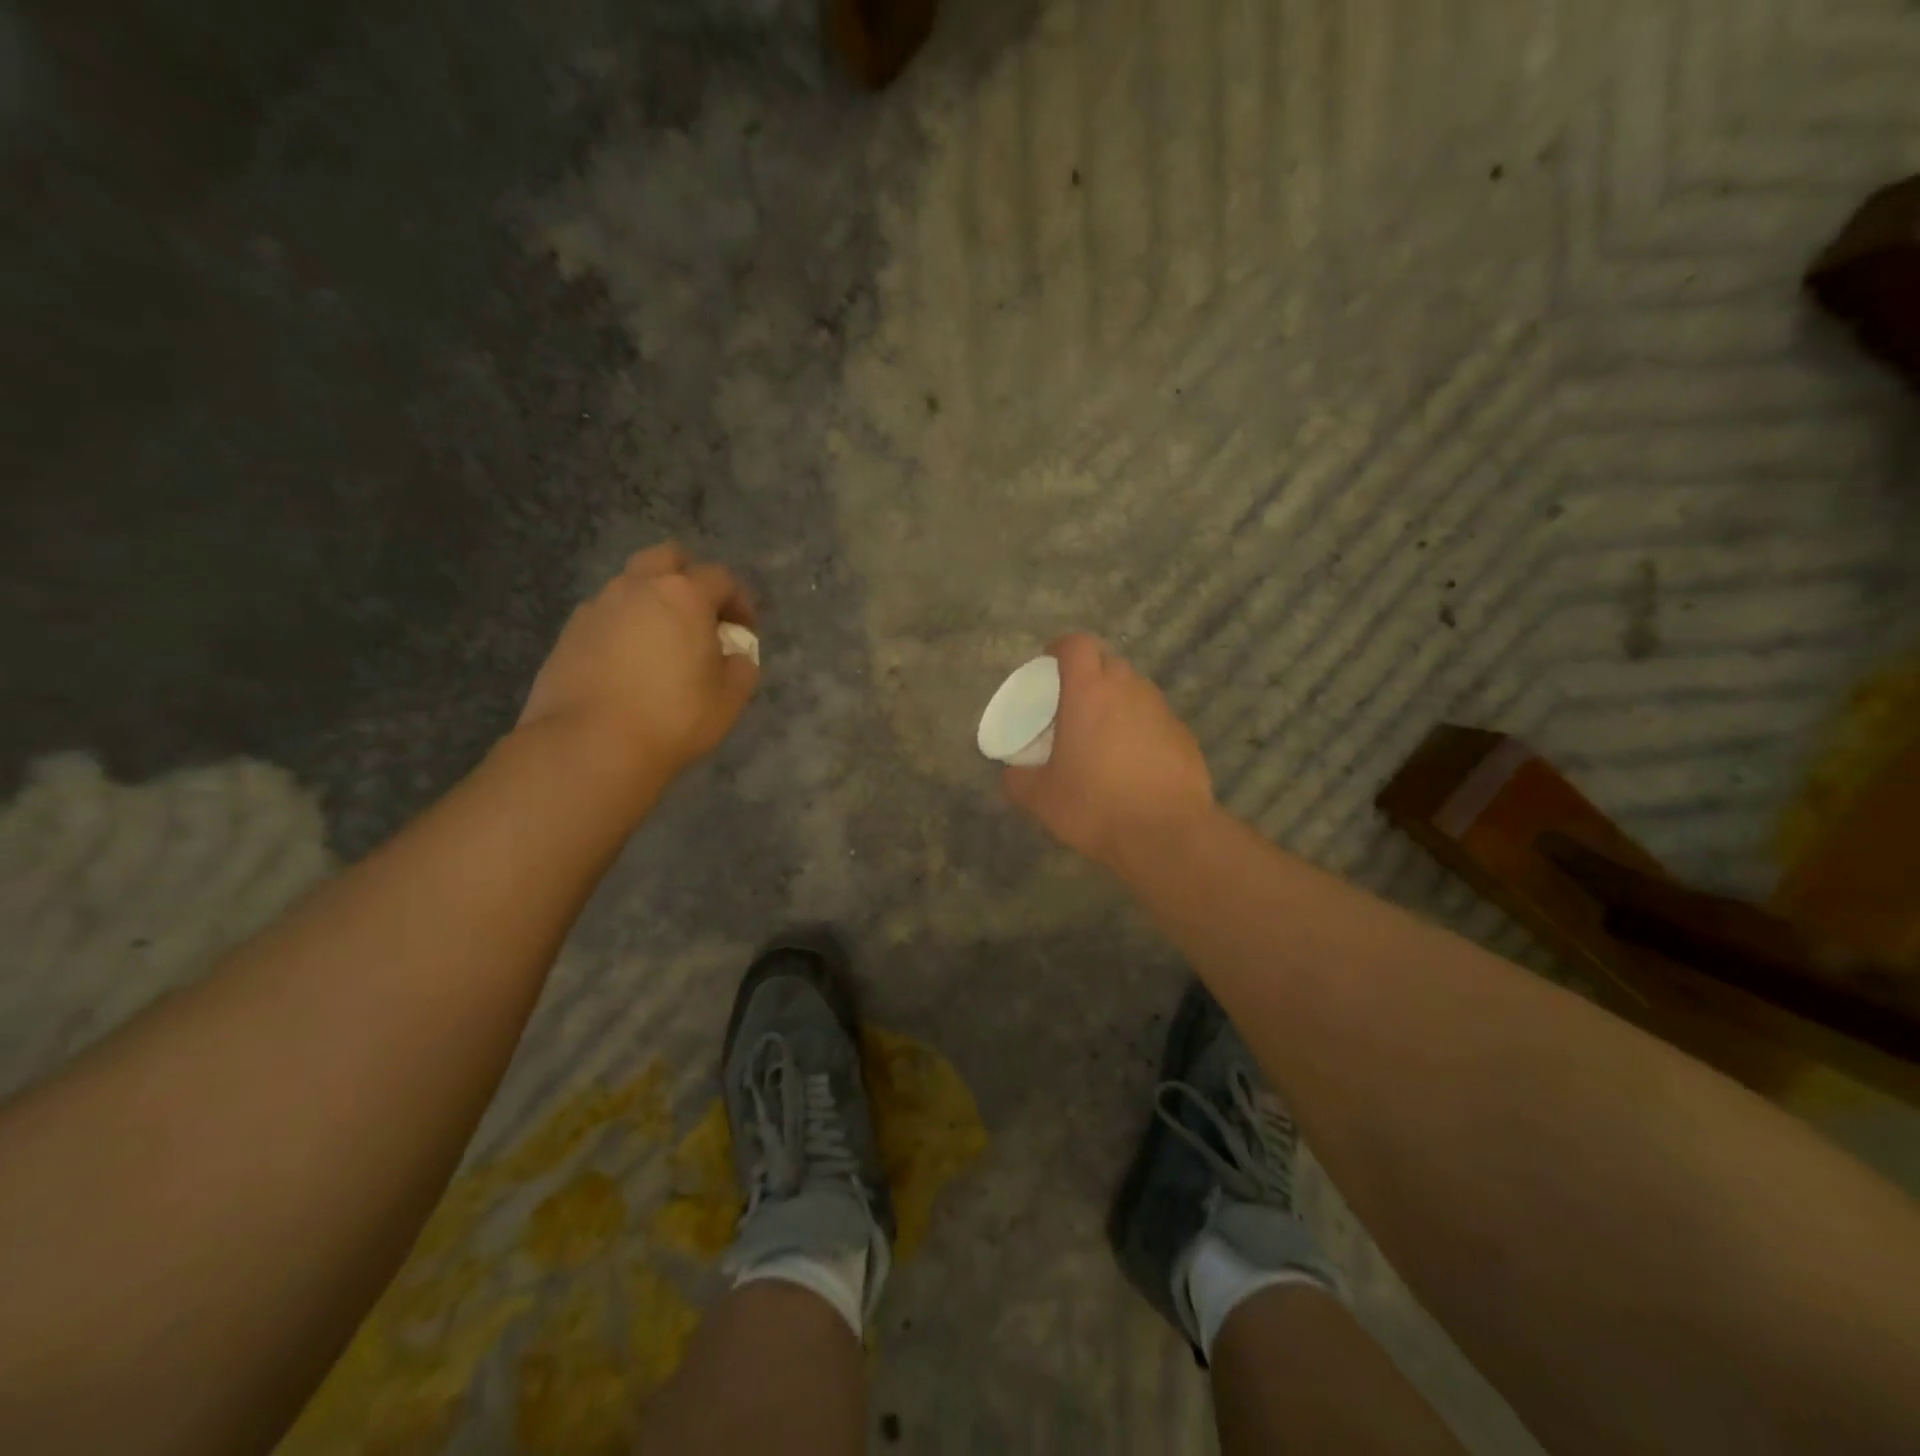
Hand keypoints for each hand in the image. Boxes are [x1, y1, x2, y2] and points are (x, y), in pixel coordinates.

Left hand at [518, 543, 758, 785]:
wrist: (590, 745)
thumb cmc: (673, 717)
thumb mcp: (729, 698)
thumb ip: (741, 667)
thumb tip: (734, 656)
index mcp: (683, 595)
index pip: (720, 578)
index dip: (739, 601)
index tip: (744, 630)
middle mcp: (637, 588)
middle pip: (666, 558)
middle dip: (688, 578)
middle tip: (699, 616)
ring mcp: (597, 607)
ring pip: (630, 585)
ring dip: (652, 602)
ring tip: (662, 643)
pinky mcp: (569, 633)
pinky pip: (605, 616)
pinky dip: (623, 627)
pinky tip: (628, 664)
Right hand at [1001, 633, 1215, 870]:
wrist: (1167, 835)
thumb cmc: (1095, 807)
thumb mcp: (1039, 799)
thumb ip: (1017, 778)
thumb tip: (1010, 772)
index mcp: (1088, 692)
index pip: (1076, 644)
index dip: (1060, 649)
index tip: (1049, 667)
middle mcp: (1128, 690)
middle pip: (1107, 662)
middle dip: (1088, 675)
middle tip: (1072, 707)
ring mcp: (1161, 710)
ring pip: (1134, 689)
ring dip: (1116, 702)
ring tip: (1102, 737)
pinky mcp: (1184, 734)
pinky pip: (1155, 718)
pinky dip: (1140, 728)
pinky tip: (1133, 764)